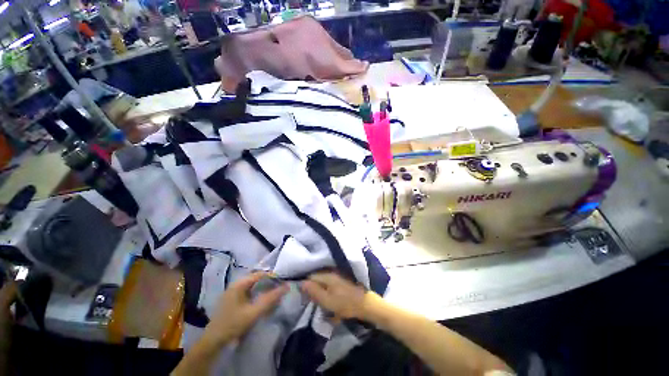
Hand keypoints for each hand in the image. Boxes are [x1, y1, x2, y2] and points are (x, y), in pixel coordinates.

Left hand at [202, 272, 287, 345]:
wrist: (213, 342)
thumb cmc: (233, 324)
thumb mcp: (254, 312)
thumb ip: (270, 299)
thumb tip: (286, 286)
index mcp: (239, 284)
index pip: (260, 274)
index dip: (273, 277)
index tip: (283, 283)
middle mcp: (236, 284)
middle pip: (257, 279)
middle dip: (268, 283)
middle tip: (279, 290)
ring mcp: (233, 292)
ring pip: (253, 286)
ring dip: (263, 289)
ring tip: (272, 296)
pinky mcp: (232, 299)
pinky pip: (248, 292)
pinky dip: (257, 294)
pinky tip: (261, 302)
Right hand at [300, 272, 375, 320]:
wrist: (365, 304)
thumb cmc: (344, 303)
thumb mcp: (326, 300)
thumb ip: (313, 291)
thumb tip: (301, 283)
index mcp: (326, 275)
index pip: (310, 276)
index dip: (305, 285)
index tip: (303, 297)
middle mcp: (331, 273)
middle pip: (317, 280)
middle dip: (313, 291)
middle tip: (313, 303)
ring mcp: (337, 278)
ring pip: (324, 285)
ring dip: (321, 295)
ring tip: (323, 307)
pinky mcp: (342, 283)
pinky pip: (331, 288)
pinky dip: (329, 296)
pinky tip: (331, 307)